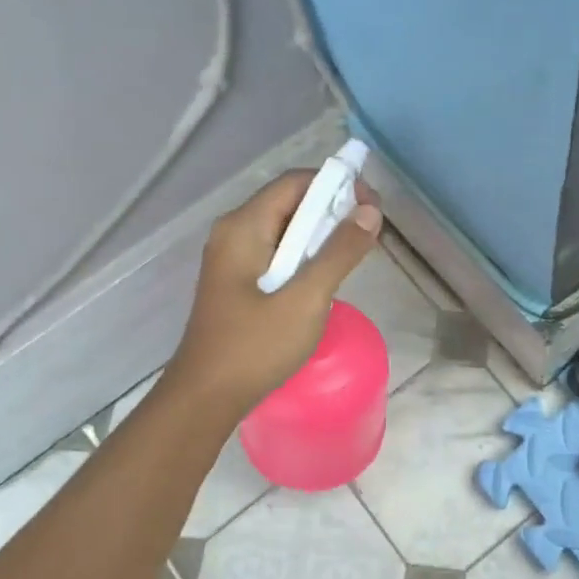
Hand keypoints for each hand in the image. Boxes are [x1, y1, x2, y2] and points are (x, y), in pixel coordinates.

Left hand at [167, 169, 382, 415]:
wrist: (206, 397)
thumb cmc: (255, 346)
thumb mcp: (306, 299)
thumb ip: (339, 252)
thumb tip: (370, 210)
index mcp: (244, 227)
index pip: (296, 182)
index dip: (337, 186)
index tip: (372, 207)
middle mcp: (234, 232)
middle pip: (290, 202)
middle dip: (333, 210)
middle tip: (370, 232)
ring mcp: (233, 257)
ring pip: (285, 229)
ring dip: (322, 234)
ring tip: (356, 253)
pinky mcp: (238, 281)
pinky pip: (278, 252)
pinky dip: (305, 255)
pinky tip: (326, 277)